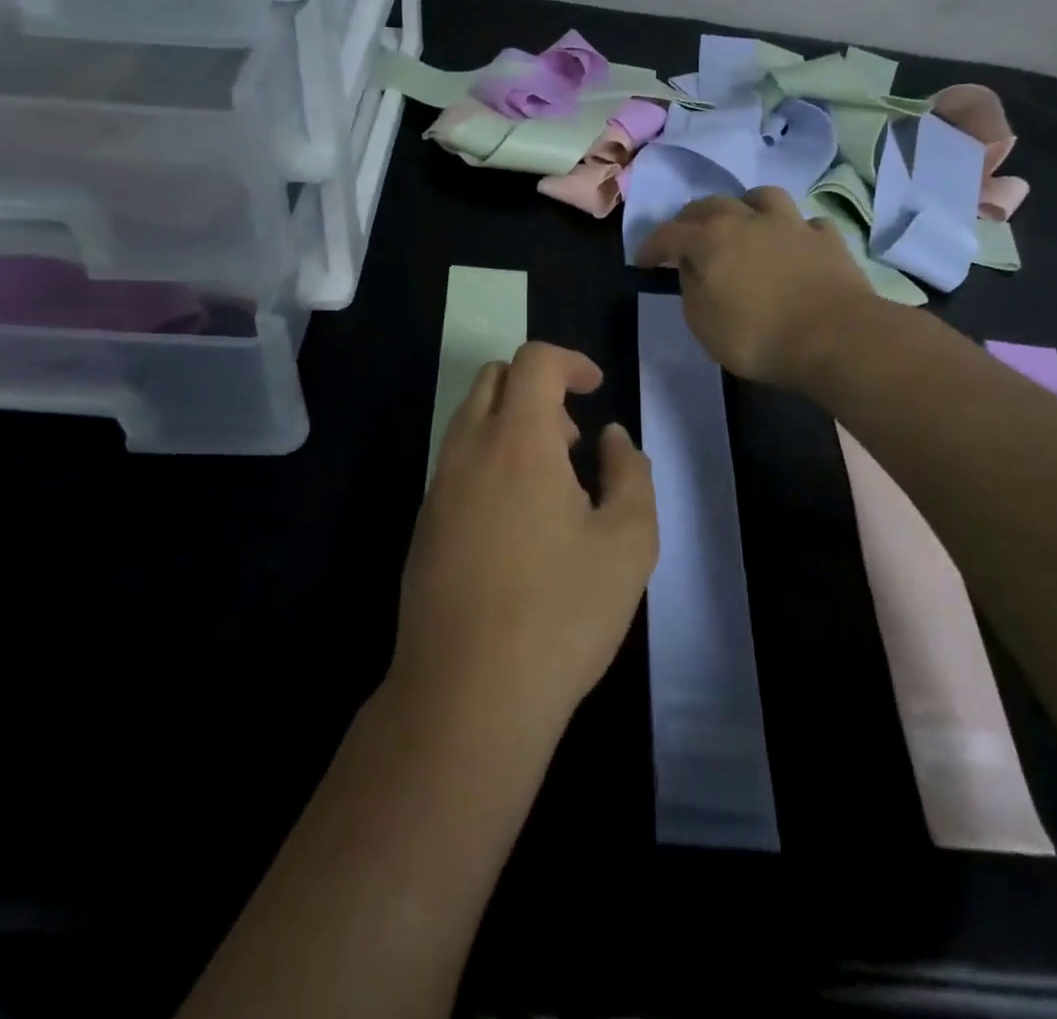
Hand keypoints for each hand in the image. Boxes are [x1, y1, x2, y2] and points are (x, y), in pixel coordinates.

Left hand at [393, 343, 658, 734]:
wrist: (467, 694)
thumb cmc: (560, 613)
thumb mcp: (629, 543)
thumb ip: (631, 475)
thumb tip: (613, 440)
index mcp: (518, 441)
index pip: (534, 362)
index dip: (570, 361)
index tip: (596, 388)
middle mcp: (469, 451)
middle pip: (494, 380)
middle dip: (537, 387)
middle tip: (572, 438)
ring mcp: (438, 488)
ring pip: (470, 420)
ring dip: (511, 425)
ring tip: (552, 482)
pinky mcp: (424, 525)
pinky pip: (457, 463)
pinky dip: (490, 460)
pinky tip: (518, 522)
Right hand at [635, 187, 878, 388]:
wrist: (835, 337)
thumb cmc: (758, 336)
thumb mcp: (704, 325)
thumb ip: (691, 290)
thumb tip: (692, 270)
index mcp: (710, 240)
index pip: (668, 233)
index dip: (650, 246)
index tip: (641, 261)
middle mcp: (747, 220)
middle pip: (711, 205)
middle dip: (691, 219)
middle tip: (685, 237)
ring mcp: (791, 224)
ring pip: (761, 197)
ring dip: (744, 207)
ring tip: (742, 223)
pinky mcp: (827, 238)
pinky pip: (805, 223)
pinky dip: (793, 231)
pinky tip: (793, 244)